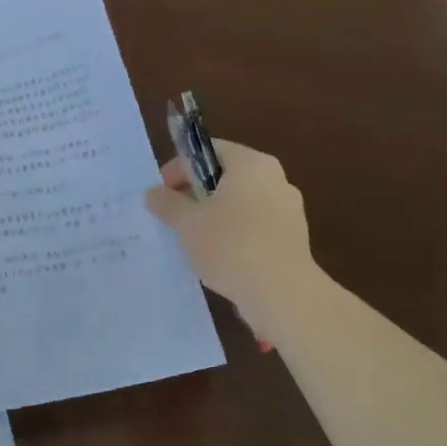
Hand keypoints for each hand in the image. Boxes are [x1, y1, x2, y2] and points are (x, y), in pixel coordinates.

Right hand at [145, 140, 322, 343]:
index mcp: (250, 163)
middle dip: (196, 194)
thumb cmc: (230, 246)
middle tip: (173, 217)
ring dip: (215, 215)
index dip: (178, 170)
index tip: (161, 196)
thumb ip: (167, 203)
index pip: (206, 151)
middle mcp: (274, 177)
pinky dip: (235, 234)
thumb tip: (153, 193)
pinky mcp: (293, 236)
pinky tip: (220, 257)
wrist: (283, 293)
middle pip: (225, 176)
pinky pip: (255, 225)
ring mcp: (288, 207)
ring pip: (240, 202)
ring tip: (193, 240)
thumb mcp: (187, 223)